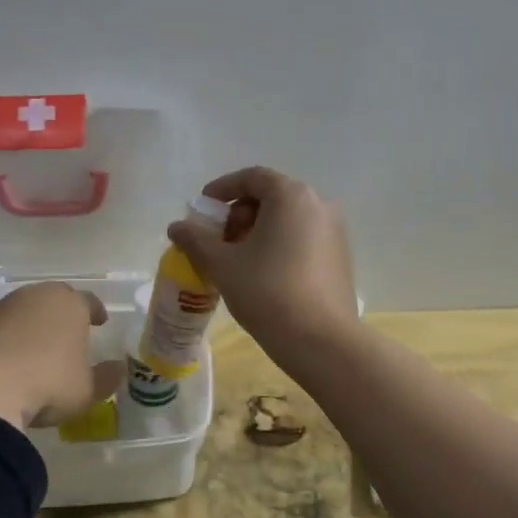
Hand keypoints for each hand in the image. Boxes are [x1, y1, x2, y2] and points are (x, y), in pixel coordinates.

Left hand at [0, 282, 124, 429]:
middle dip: (57, 316)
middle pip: (50, 300)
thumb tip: (118, 369)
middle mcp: (33, 296)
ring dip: (24, 327)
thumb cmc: (46, 384)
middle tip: (62, 337)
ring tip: (27, 353)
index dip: (95, 311)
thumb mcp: (86, 391)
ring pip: (17, 311)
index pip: (88, 301)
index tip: (99, 322)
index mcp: (68, 304)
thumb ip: (105, 378)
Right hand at [166, 166, 358, 362]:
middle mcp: (318, 204)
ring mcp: (335, 231)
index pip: (252, 177)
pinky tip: (263, 274)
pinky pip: (302, 238)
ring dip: (258, 231)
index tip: (203, 209)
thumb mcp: (223, 265)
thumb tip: (176, 227)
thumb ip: (196, 240)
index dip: (223, 189)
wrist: (320, 340)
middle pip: (271, 197)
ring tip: (237, 261)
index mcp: (291, 196)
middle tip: (218, 240)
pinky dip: (279, 245)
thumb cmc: (267, 292)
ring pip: (287, 219)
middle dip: (239, 214)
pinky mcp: (340, 256)